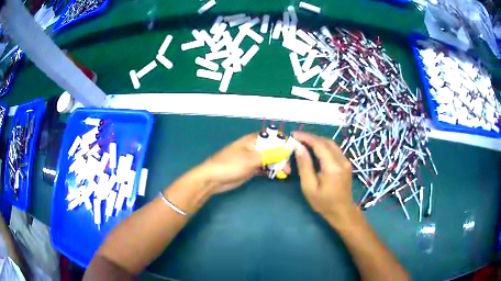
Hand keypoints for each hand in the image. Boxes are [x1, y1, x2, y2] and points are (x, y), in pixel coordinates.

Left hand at [198, 134, 291, 193]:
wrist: (213, 179)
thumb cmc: (231, 165)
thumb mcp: (252, 159)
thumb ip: (270, 154)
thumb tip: (287, 150)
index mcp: (253, 140)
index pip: (273, 138)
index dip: (284, 144)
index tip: (293, 153)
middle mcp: (254, 147)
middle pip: (273, 149)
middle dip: (282, 157)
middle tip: (288, 169)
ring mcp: (252, 158)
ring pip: (269, 159)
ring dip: (277, 165)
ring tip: (285, 173)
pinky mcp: (250, 169)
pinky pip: (264, 167)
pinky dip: (270, 170)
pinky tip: (277, 175)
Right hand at [293, 132, 355, 222]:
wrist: (342, 211)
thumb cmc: (323, 203)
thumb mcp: (309, 187)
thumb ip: (304, 166)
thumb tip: (299, 147)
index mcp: (332, 167)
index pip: (319, 144)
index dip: (306, 137)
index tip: (293, 135)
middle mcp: (342, 160)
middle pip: (326, 141)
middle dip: (311, 137)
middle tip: (297, 139)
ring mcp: (346, 161)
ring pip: (331, 144)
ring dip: (317, 141)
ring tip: (304, 143)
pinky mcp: (346, 163)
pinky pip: (334, 149)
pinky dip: (323, 146)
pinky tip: (315, 150)